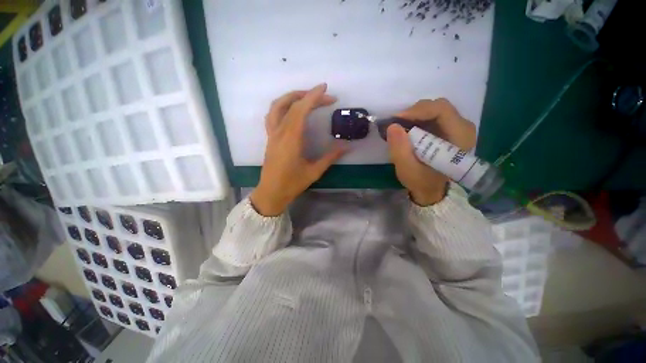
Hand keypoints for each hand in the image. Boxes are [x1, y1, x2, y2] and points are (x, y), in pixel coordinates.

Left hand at [250, 84, 346, 215]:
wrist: (271, 192)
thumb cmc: (292, 184)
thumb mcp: (314, 171)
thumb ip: (331, 157)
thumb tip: (347, 147)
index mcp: (291, 139)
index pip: (301, 110)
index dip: (313, 97)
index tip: (325, 89)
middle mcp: (279, 132)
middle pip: (292, 105)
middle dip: (309, 96)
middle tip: (325, 96)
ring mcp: (272, 134)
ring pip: (277, 106)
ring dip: (292, 96)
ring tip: (307, 96)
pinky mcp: (270, 137)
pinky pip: (272, 115)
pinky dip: (282, 106)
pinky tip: (292, 110)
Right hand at [387, 99, 476, 205]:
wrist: (431, 189)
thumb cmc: (422, 181)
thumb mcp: (408, 170)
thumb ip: (400, 149)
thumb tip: (392, 126)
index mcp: (460, 137)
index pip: (442, 110)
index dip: (417, 111)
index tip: (397, 119)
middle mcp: (463, 127)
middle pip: (438, 106)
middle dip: (414, 112)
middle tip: (396, 124)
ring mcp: (456, 127)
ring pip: (434, 109)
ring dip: (414, 116)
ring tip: (400, 127)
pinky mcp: (447, 129)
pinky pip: (432, 116)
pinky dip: (417, 120)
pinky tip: (407, 129)